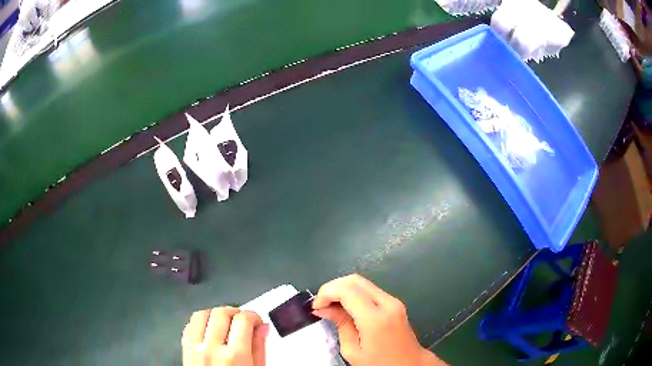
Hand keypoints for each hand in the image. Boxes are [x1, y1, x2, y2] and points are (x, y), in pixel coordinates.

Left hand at [182, 307, 268, 365]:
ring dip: (215, 314)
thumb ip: (259, 348)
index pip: (243, 320)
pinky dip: (200, 322)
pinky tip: (209, 329)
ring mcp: (195, 349)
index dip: (253, 316)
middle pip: (221, 313)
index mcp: (235, 356)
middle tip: (242, 320)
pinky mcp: (185, 350)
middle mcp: (212, 349)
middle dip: (235, 312)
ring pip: (201, 314)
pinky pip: (189, 326)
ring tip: (225, 322)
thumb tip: (262, 327)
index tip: (256, 321)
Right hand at [312, 274, 446, 365]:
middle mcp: (388, 303)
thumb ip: (340, 324)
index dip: (327, 293)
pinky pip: (370, 291)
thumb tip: (324, 308)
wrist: (409, 365)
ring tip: (330, 306)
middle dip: (333, 287)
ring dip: (343, 290)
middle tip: (321, 304)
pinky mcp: (395, 304)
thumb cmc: (379, 364)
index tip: (316, 306)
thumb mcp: (353, 351)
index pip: (347, 290)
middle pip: (355, 280)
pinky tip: (345, 307)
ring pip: (363, 283)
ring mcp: (394, 301)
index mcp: (376, 318)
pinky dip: (354, 294)